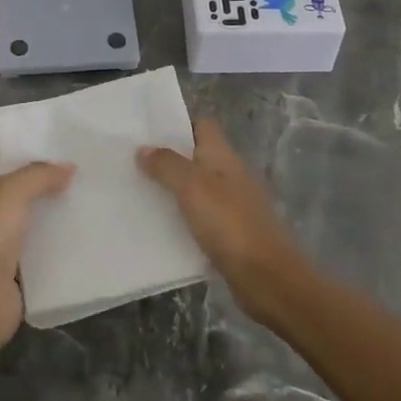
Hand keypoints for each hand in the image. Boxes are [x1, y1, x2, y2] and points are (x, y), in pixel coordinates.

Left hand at [0, 161, 73, 355]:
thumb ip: (39, 175)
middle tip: (87, 172)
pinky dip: (61, 241)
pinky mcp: (19, 270)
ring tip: (93, 198)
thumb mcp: (11, 194)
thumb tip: (69, 167)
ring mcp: (4, 243)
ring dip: (59, 212)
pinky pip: (44, 248)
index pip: (9, 164)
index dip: (34, 155)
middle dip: (51, 183)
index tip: (67, 148)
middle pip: (25, 192)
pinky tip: (86, 232)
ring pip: (37, 219)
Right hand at [138, 119, 302, 325]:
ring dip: (174, 190)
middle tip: (134, 163)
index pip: (203, 125)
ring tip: (140, 193)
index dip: (179, 124)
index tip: (149, 132)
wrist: (266, 276)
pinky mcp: (232, 233)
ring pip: (199, 188)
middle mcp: (230, 175)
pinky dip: (184, 218)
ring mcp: (234, 205)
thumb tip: (144, 149)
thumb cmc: (228, 222)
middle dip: (170, 158)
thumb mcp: (191, 186)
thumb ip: (166, 165)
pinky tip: (162, 227)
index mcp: (223, 156)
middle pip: (198, 156)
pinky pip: (202, 217)